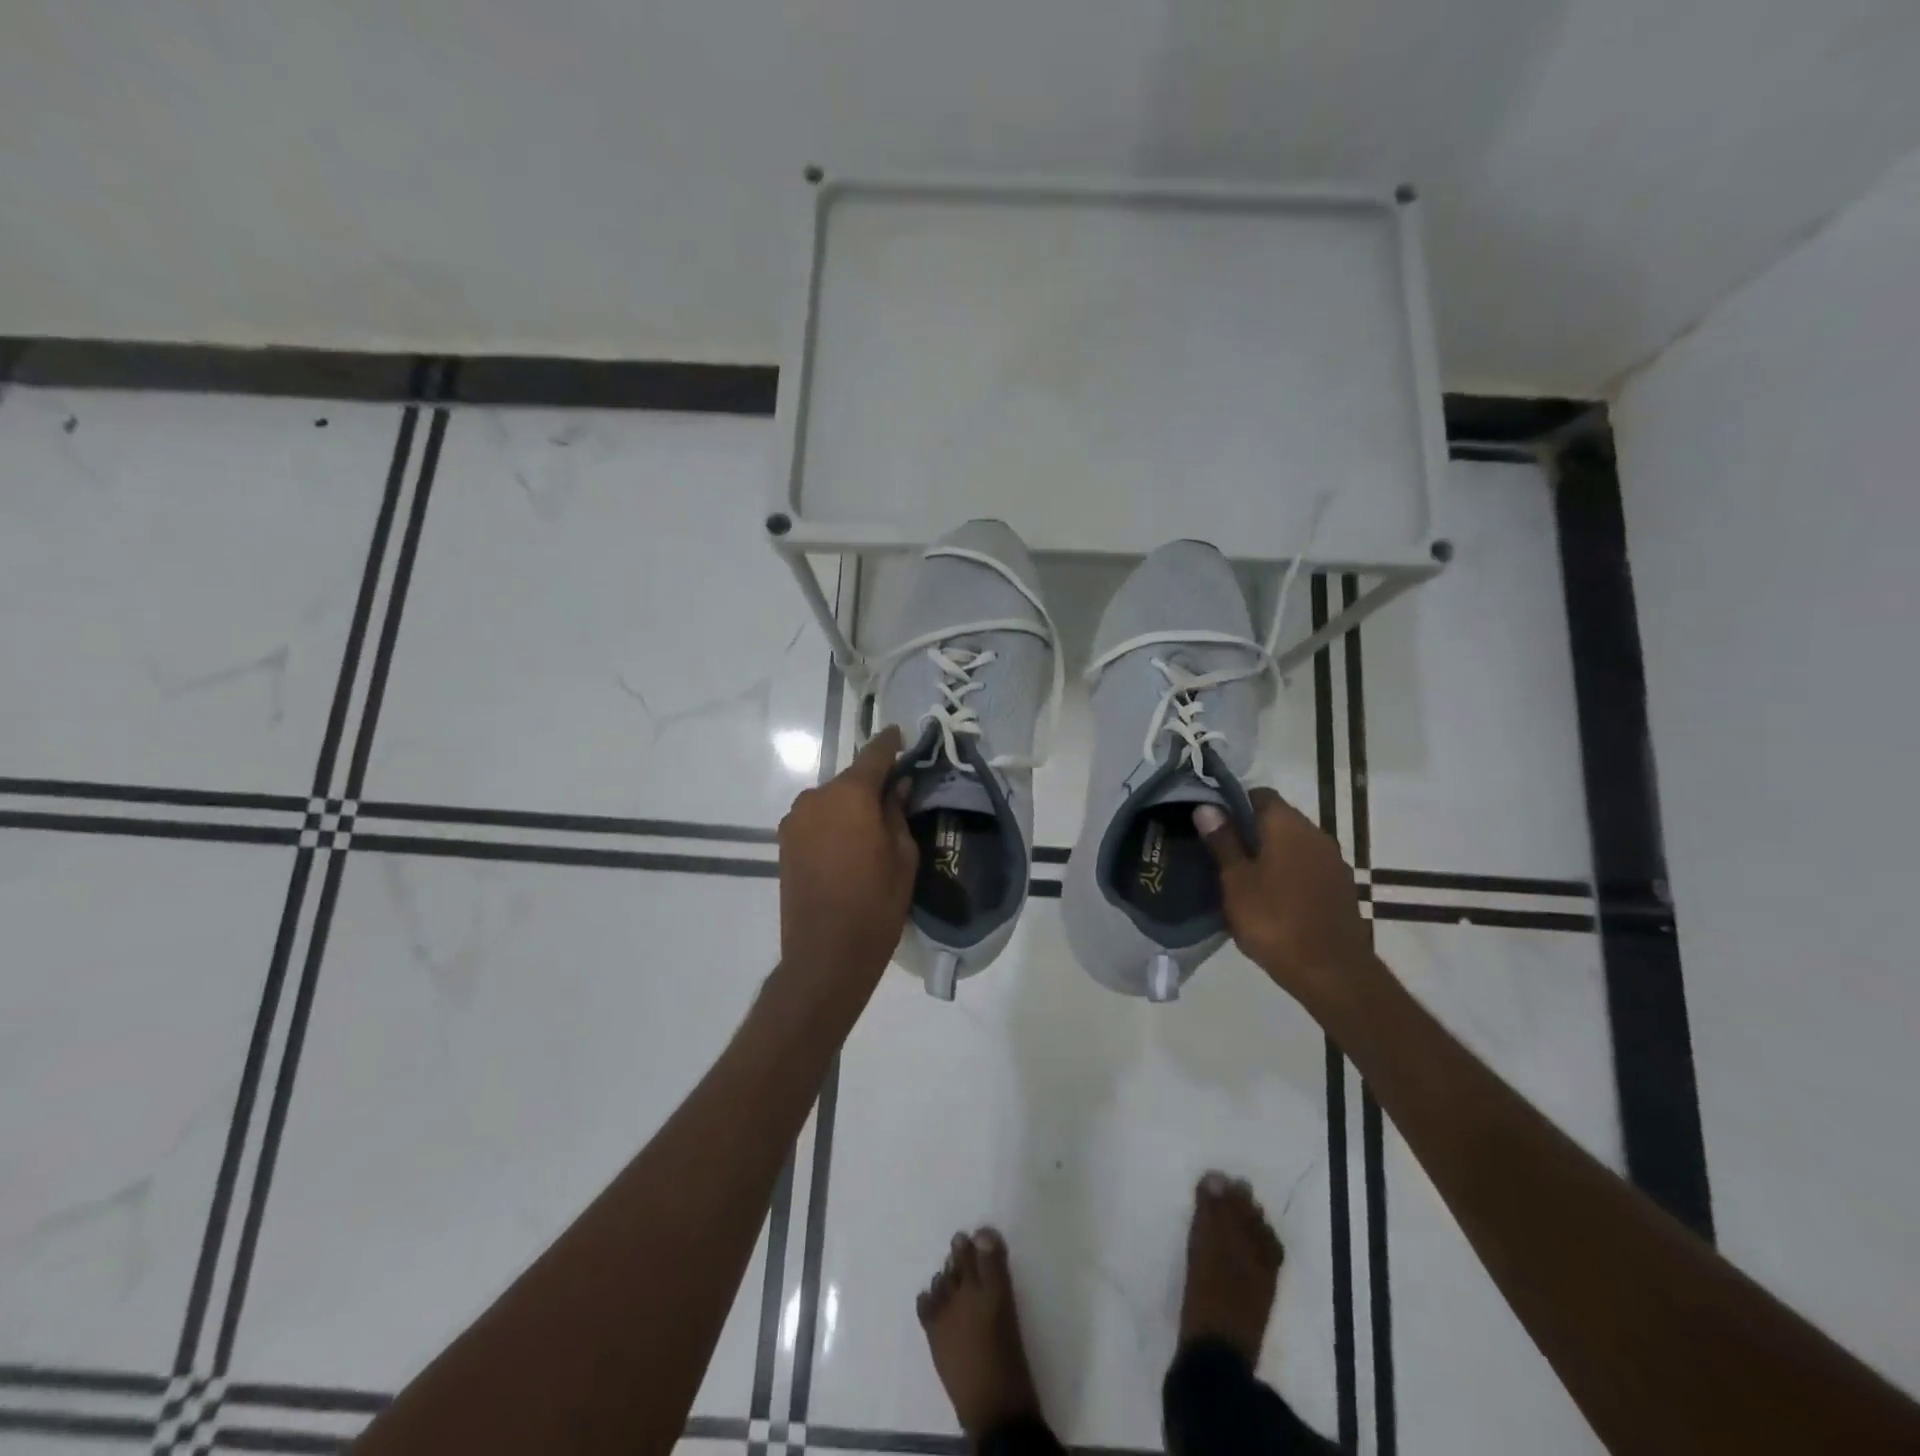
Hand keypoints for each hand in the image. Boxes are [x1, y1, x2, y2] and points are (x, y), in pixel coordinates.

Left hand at [777, 725, 918, 1007]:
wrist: (825, 954)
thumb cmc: (876, 903)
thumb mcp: (903, 856)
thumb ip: (897, 812)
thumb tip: (897, 787)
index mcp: (850, 794)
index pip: (874, 755)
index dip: (890, 744)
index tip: (901, 735)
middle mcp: (816, 797)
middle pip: (850, 780)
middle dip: (872, 784)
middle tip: (895, 798)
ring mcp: (795, 820)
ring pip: (832, 801)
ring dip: (850, 807)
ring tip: (871, 831)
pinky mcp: (784, 843)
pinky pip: (816, 820)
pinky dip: (833, 824)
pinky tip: (849, 847)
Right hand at [1196, 789, 1371, 1005]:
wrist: (1332, 972)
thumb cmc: (1274, 920)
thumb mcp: (1236, 881)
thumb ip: (1223, 841)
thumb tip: (1207, 806)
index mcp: (1287, 825)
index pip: (1260, 794)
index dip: (1233, 804)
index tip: (1212, 825)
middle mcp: (1315, 833)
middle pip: (1278, 818)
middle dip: (1250, 831)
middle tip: (1221, 853)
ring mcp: (1333, 861)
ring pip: (1293, 844)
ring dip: (1270, 854)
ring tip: (1242, 878)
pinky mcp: (1341, 887)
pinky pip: (1307, 867)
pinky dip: (1288, 873)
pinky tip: (1271, 897)